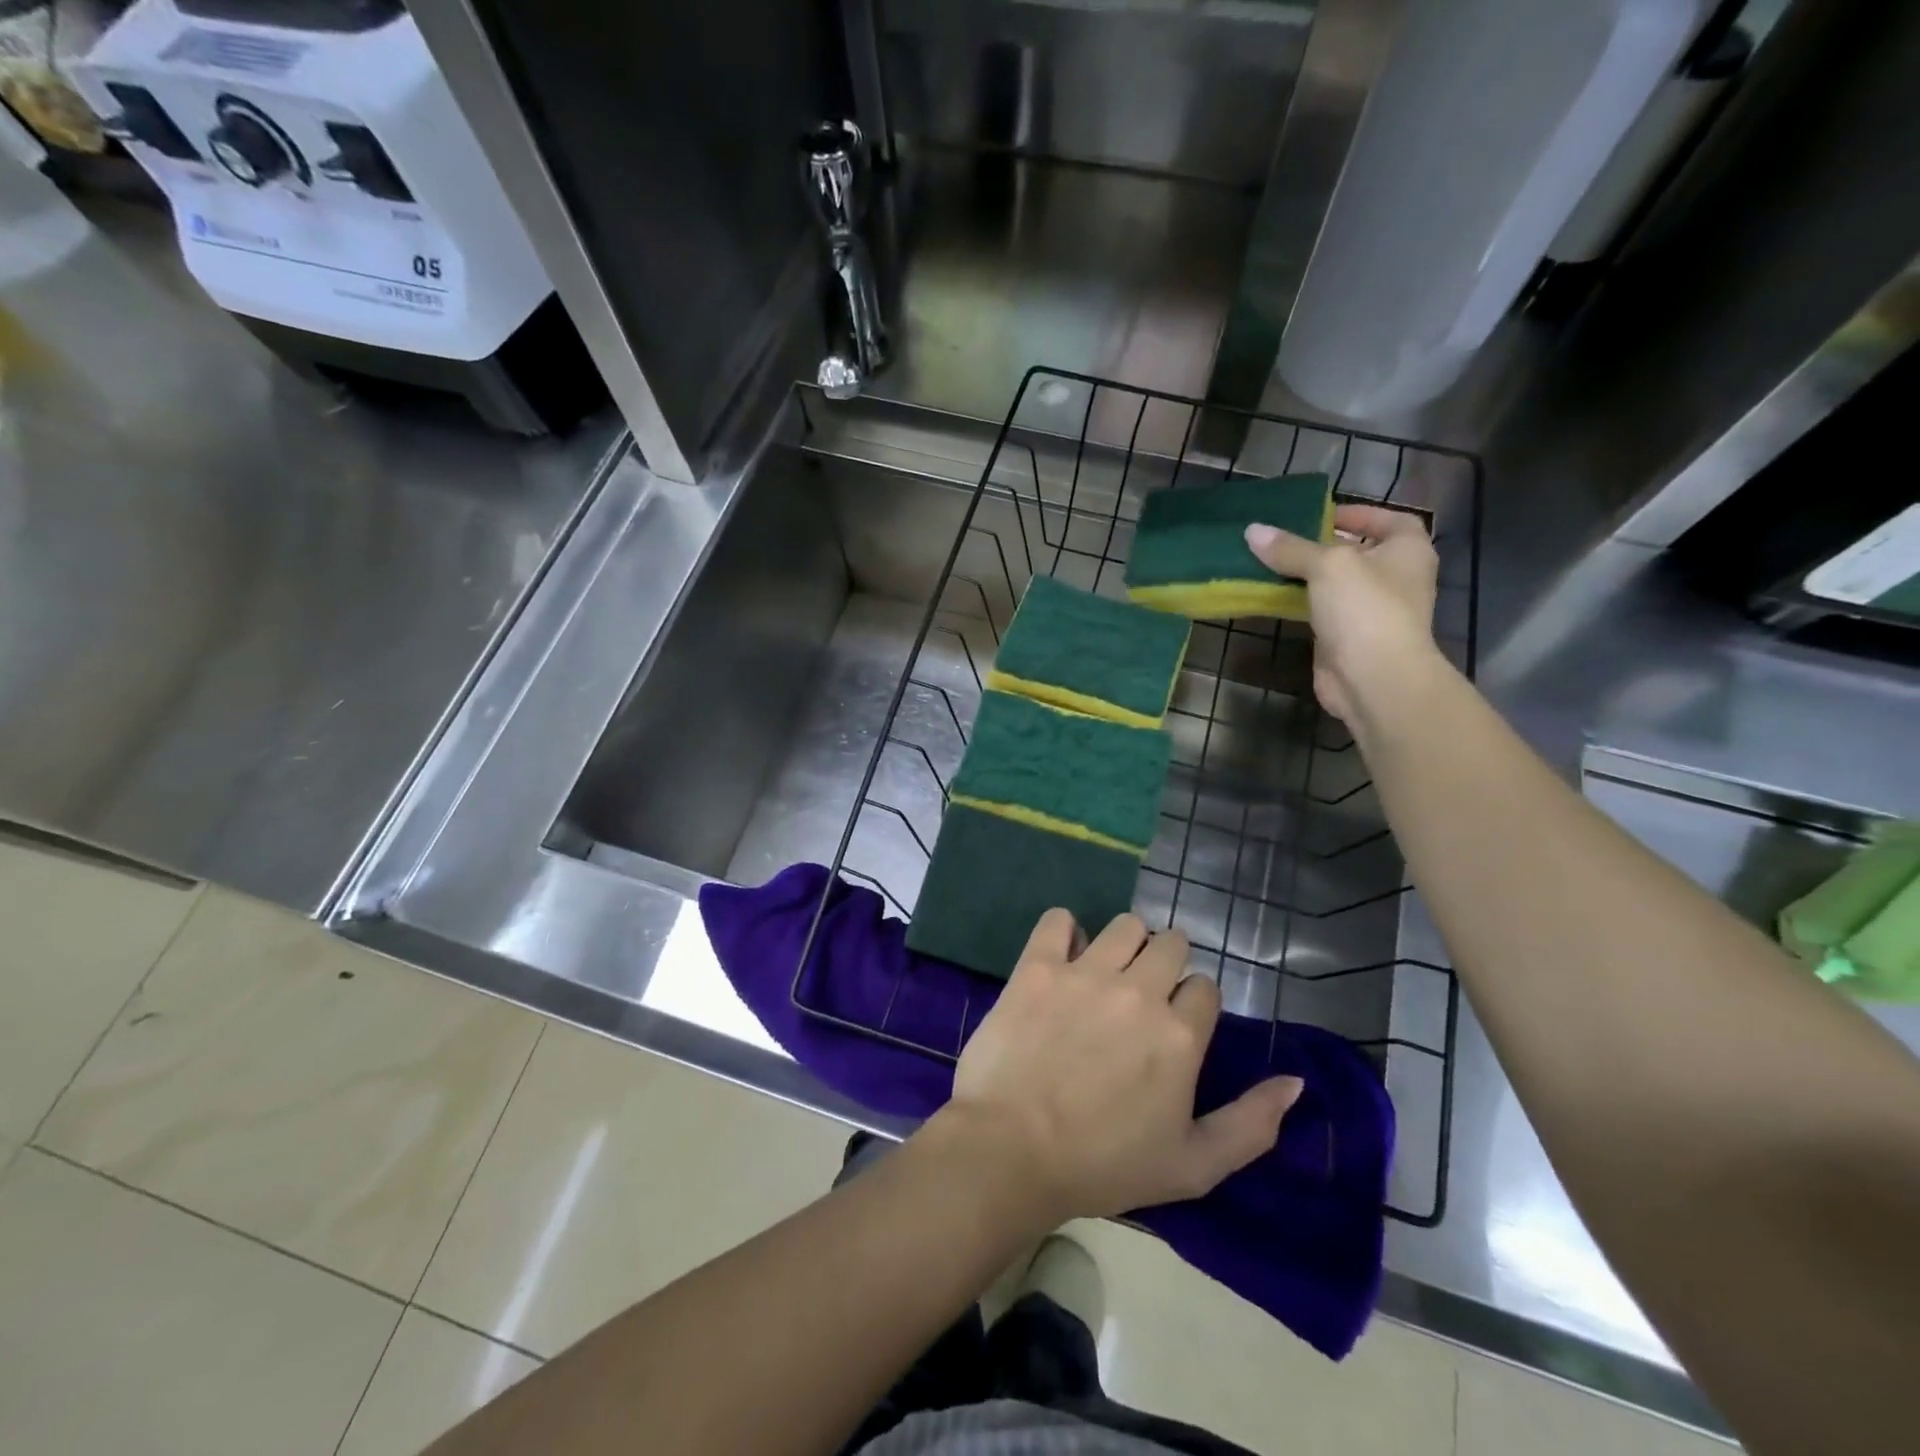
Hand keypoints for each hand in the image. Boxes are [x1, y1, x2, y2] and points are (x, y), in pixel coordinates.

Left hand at [939, 910, 1301, 1226]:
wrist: (1011, 1152)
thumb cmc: (1103, 1166)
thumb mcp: (1193, 1167)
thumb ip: (1251, 1124)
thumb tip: (1295, 1082)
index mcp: (1180, 1035)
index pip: (1205, 987)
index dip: (1192, 1005)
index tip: (1172, 1028)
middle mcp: (1139, 991)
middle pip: (1171, 944)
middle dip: (1165, 964)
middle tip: (1141, 996)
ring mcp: (1086, 973)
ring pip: (1125, 925)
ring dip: (1124, 943)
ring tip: (1106, 974)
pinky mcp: (1038, 966)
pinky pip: (1058, 920)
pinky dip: (1065, 931)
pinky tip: (1063, 957)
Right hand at [1244, 504, 1441, 726]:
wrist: (1373, 678)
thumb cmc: (1365, 608)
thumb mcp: (1327, 565)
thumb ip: (1291, 548)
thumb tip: (1253, 530)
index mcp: (1408, 551)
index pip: (1391, 520)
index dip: (1361, 513)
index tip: (1324, 514)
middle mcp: (1396, 578)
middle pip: (1359, 552)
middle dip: (1325, 545)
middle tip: (1286, 539)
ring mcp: (1372, 611)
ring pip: (1337, 585)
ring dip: (1308, 576)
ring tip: (1271, 563)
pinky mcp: (1348, 638)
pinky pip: (1322, 611)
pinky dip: (1302, 603)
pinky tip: (1274, 596)